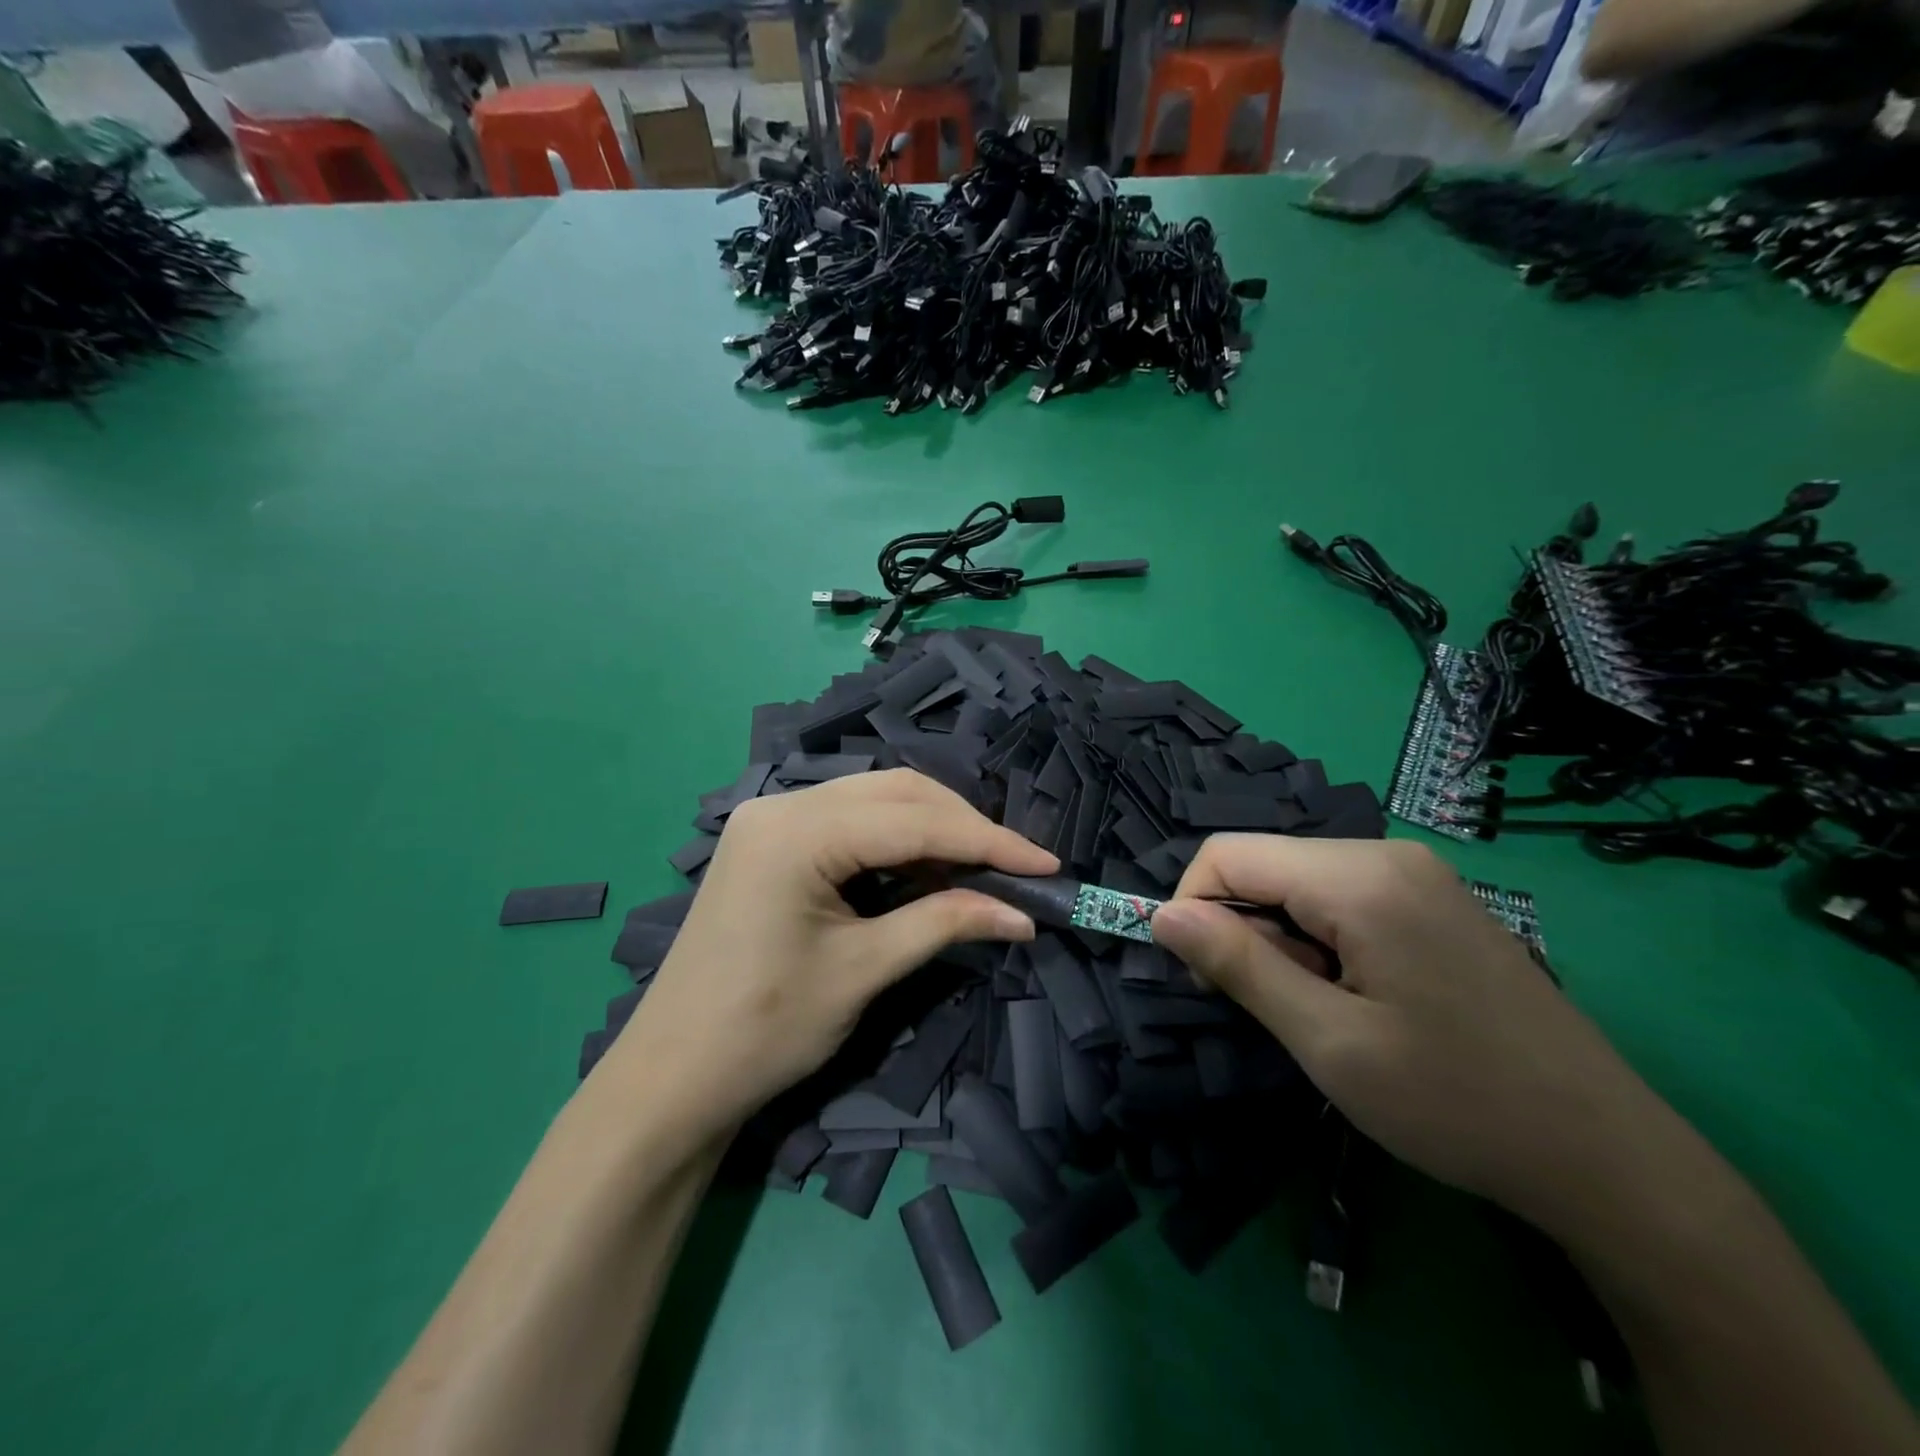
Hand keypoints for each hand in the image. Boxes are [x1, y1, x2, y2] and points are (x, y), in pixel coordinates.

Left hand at [607, 770, 1057, 1140]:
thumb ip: (944, 923)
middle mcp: (781, 805)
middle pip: (895, 793)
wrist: (672, 1078)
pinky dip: (896, 840)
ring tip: (982, 868)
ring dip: (932, 828)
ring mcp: (770, 819)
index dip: (988, 841)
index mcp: (796, 831)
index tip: (1046, 863)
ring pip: (874, 802)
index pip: (914, 821)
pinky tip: (927, 867)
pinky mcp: (770, 841)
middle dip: (962, 825)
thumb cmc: (764, 1030)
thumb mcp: (863, 971)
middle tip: (1015, 866)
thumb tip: (1022, 913)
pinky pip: (848, 822)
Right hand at [1150, 837, 1666, 1228]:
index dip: (1193, 907)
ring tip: (1327, 1010)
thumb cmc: (1455, 1102)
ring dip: (1283, 939)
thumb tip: (1162, 915)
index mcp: (1359, 877)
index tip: (1206, 978)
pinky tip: (1360, 995)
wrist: (1607, 1157)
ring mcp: (1416, 874)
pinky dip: (1321, 939)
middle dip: (1244, 928)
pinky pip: (1341, 897)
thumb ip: (1239, 965)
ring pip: (1299, 883)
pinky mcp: (1433, 899)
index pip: (1228, 854)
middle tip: (1278, 1008)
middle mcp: (1386, 854)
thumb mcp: (1328, 1041)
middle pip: (1265, 865)